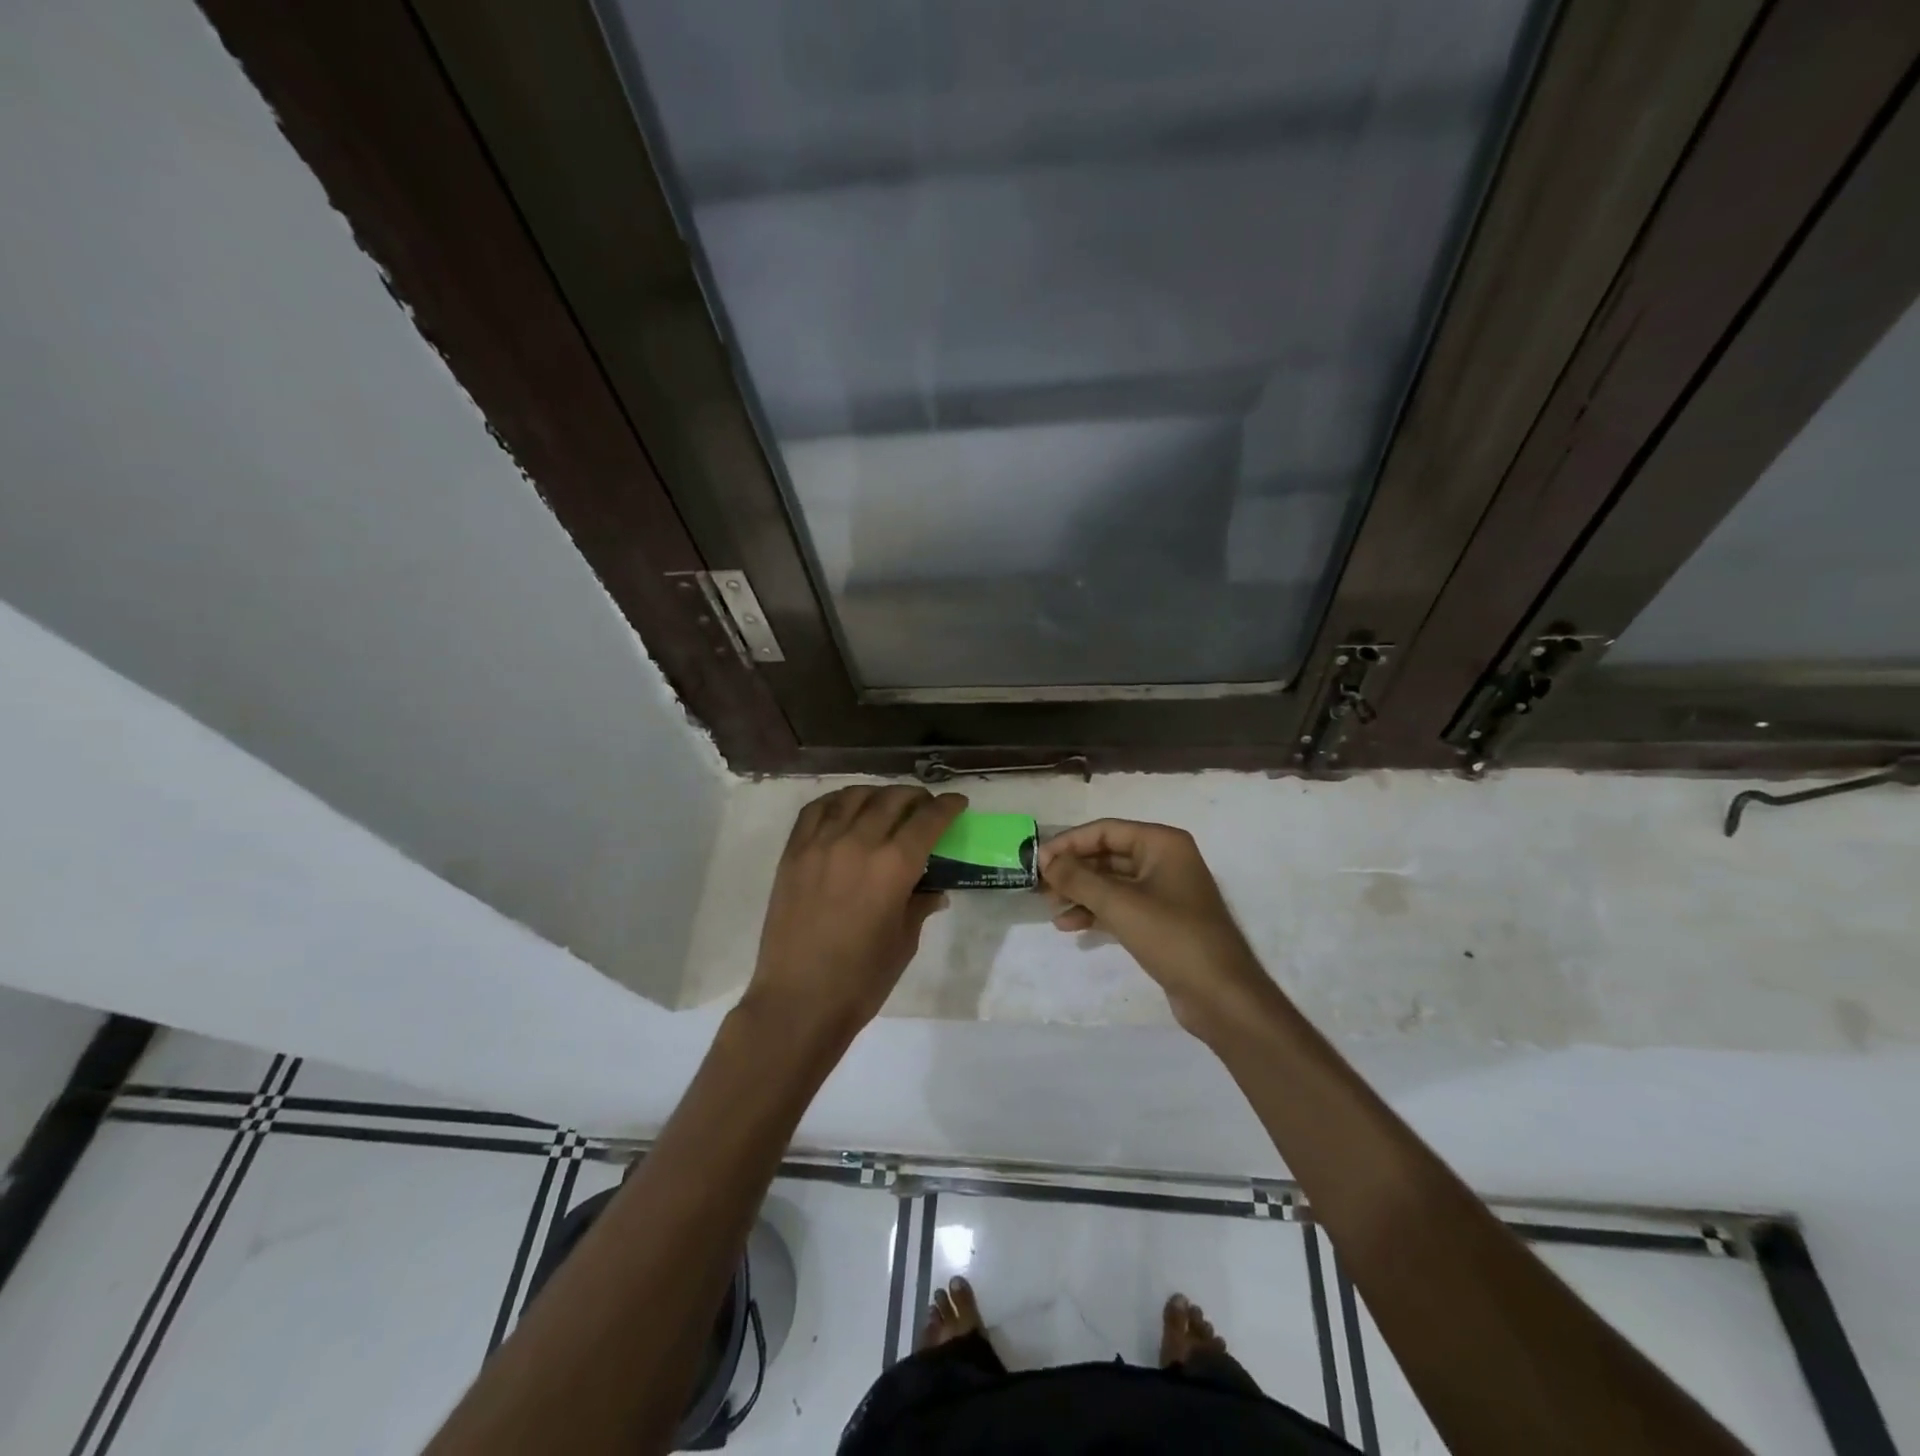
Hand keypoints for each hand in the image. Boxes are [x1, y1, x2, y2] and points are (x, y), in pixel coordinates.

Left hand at [747, 785, 967, 1038]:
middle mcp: (859, 843)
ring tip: (886, 803)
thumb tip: (934, 890)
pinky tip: (846, 808)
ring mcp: (821, 844)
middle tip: (925, 805)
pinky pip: (815, 810)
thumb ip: (920, 905)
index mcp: (894, 866)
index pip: (928, 820)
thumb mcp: (904, 942)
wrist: (799, 1000)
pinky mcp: (793, 853)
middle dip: (916, 797)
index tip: (957, 803)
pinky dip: (836, 801)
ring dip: (878, 794)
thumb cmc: (862, 980)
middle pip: (893, 800)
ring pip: (854, 797)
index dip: (948, 806)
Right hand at [1038, 819, 1274, 1037]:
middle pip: (1107, 855)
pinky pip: (1120, 906)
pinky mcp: (1160, 921)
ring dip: (1081, 893)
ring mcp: (1164, 892)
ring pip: (1111, 883)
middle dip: (1073, 870)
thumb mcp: (1119, 904)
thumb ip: (1078, 878)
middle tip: (1040, 887)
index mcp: (1162, 843)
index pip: (1106, 831)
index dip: (1069, 843)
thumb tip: (1046, 860)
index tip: (1038, 861)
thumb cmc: (1172, 937)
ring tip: (1051, 909)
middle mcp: (1164, 860)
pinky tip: (1070, 926)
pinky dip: (1096, 912)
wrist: (1221, 996)